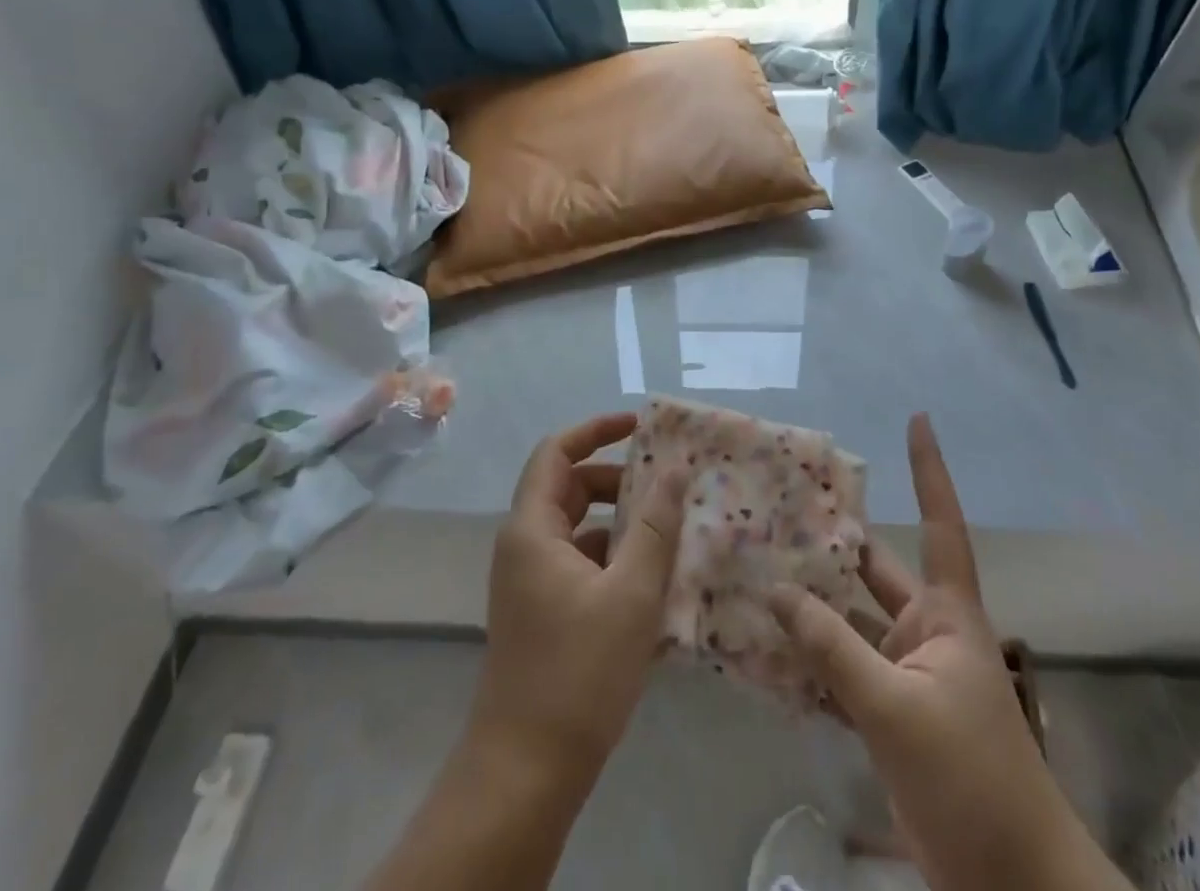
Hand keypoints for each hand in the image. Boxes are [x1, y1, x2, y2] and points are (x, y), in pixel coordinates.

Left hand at [470, 413, 686, 788]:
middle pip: (569, 487)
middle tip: (666, 484)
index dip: (596, 429)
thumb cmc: (578, 672)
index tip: (640, 425)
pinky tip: (651, 579)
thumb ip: (655, 525)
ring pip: (577, 527)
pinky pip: (579, 561)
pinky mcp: (542, 610)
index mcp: (533, 528)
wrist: (526, 772)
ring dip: (619, 521)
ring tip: (668, 530)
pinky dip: (612, 556)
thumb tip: (675, 469)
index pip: (556, 451)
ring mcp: (530, 580)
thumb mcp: (631, 592)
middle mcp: (524, 545)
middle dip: (617, 478)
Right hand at [771, 415, 1129, 890]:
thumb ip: (833, 649)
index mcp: (945, 614)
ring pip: (847, 624)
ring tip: (752, 569)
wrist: (1010, 885)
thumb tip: (775, 590)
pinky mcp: (886, 717)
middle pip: (871, 569)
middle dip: (829, 540)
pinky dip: (806, 662)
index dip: (929, 470)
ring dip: (807, 606)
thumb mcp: (897, 709)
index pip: (941, 523)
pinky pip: (838, 673)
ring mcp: (904, 675)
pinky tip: (761, 647)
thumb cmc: (972, 778)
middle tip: (774, 505)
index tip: (918, 419)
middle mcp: (923, 632)